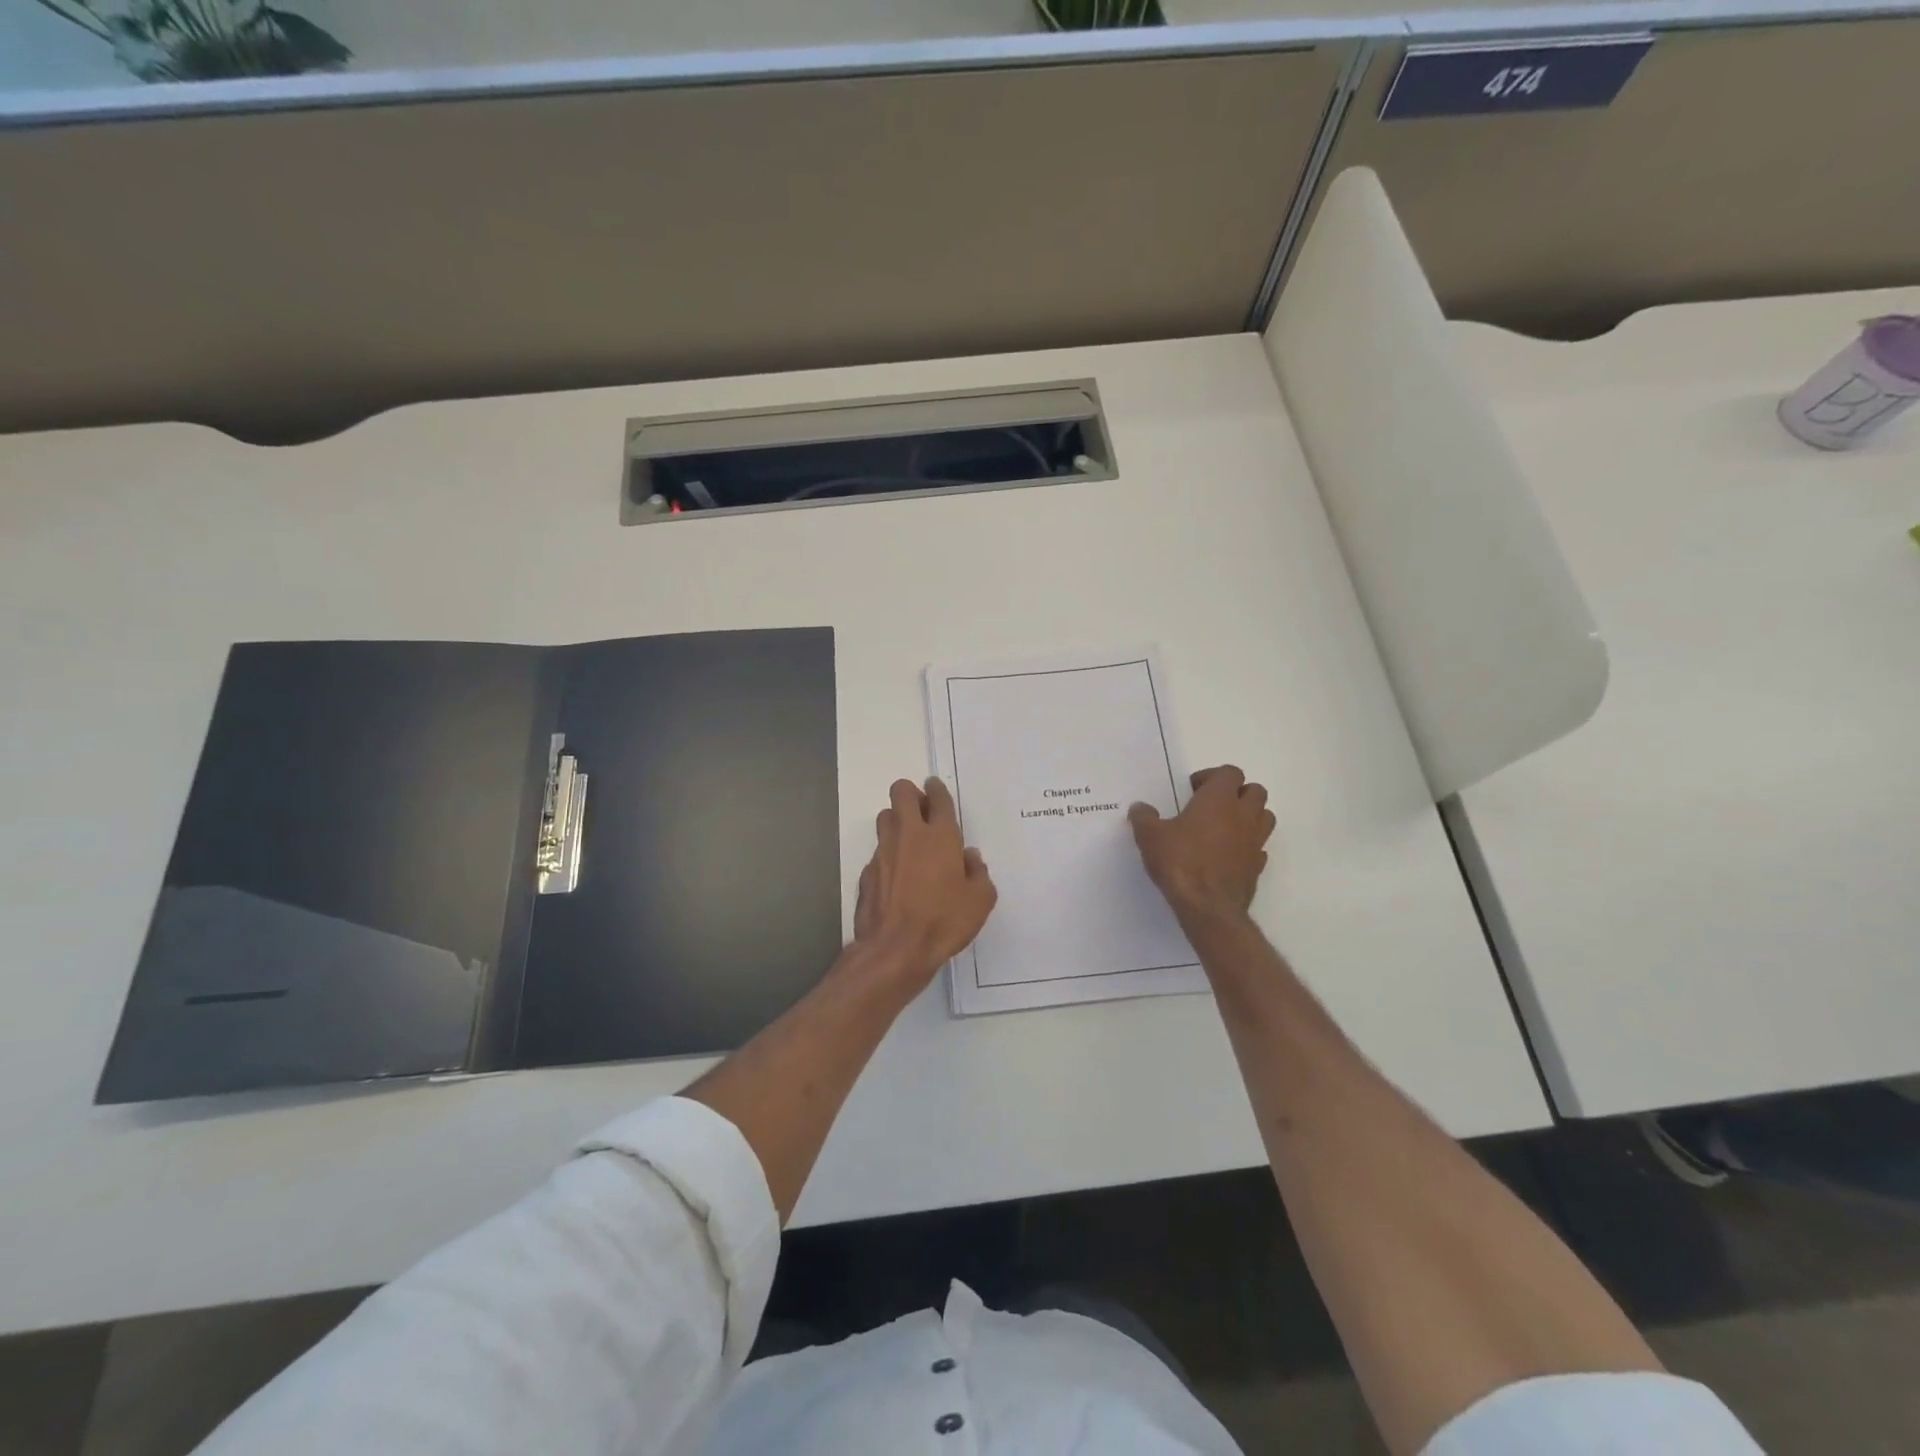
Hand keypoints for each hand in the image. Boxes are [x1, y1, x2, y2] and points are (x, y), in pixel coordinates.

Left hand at [853, 777, 996, 986]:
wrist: (895, 949)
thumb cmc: (944, 921)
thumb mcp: (979, 901)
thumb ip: (978, 873)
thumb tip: (969, 858)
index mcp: (940, 836)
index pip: (938, 798)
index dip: (937, 789)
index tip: (936, 789)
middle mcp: (909, 835)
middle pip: (901, 792)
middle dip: (911, 794)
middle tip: (923, 812)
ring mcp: (883, 852)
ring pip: (885, 817)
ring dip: (897, 820)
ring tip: (909, 841)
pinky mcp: (867, 871)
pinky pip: (878, 851)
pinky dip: (889, 855)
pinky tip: (898, 876)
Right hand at [1129, 766, 1275, 925]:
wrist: (1208, 907)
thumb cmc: (1180, 862)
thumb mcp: (1150, 837)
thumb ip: (1144, 817)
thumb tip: (1139, 807)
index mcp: (1219, 799)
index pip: (1230, 772)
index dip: (1212, 776)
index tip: (1192, 790)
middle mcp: (1243, 815)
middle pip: (1255, 791)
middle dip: (1237, 793)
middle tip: (1211, 806)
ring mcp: (1255, 841)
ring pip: (1265, 816)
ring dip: (1249, 816)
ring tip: (1223, 827)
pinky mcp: (1257, 866)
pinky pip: (1259, 846)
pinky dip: (1247, 845)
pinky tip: (1228, 854)